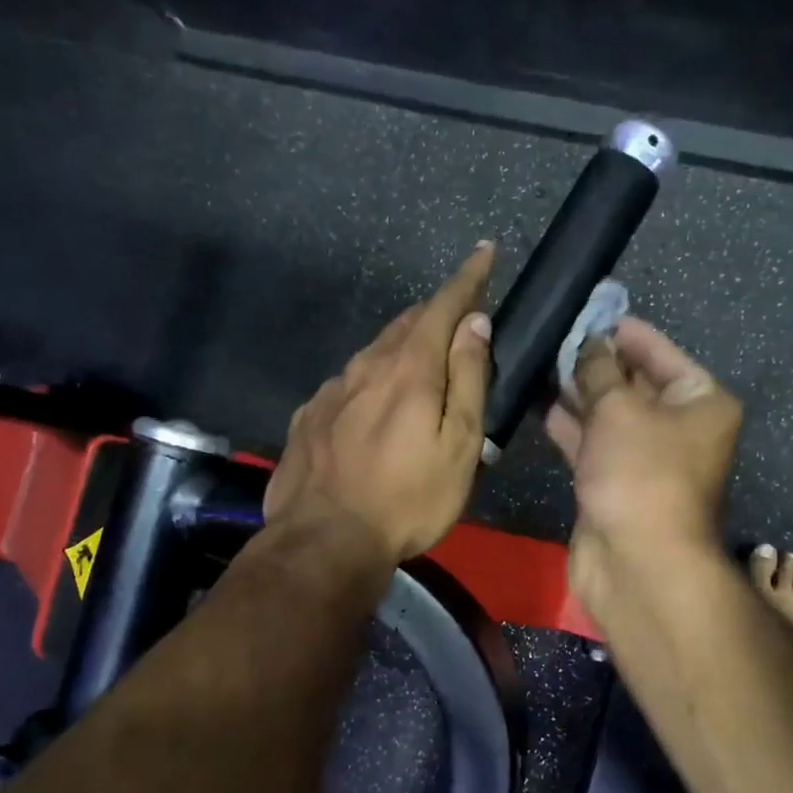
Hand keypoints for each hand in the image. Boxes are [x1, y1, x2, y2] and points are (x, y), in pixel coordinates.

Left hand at [265, 243, 495, 564]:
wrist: (323, 541)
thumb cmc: (407, 499)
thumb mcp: (458, 445)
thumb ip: (467, 380)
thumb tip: (474, 324)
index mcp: (409, 369)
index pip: (443, 306)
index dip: (467, 278)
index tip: (484, 251)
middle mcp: (366, 367)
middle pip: (405, 324)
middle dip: (435, 312)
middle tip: (458, 317)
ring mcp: (330, 391)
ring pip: (373, 352)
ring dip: (401, 346)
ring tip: (419, 360)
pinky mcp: (309, 417)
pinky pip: (347, 384)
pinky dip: (369, 380)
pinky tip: (371, 405)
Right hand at [544, 318, 741, 616]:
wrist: (637, 564)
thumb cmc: (640, 473)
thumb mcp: (618, 409)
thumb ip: (597, 370)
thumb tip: (588, 342)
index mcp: (700, 401)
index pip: (660, 353)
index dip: (624, 331)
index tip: (587, 311)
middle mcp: (678, 427)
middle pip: (634, 383)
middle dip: (595, 361)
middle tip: (553, 335)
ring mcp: (645, 459)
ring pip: (608, 415)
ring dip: (577, 393)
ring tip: (539, 362)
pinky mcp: (614, 483)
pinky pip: (592, 443)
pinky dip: (570, 426)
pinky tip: (537, 404)